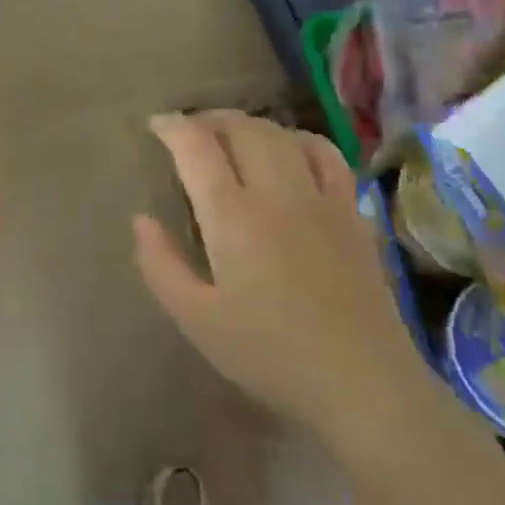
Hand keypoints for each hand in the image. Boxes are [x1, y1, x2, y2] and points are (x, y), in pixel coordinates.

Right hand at [134, 111, 441, 461]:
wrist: (363, 385)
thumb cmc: (270, 355)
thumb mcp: (197, 320)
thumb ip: (161, 265)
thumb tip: (141, 219)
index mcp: (233, 217)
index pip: (197, 148)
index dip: (173, 127)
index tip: (157, 124)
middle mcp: (277, 194)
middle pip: (242, 130)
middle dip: (210, 119)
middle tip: (190, 130)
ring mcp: (322, 200)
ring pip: (283, 136)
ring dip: (251, 124)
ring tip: (232, 135)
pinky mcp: (353, 215)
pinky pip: (328, 156)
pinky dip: (300, 140)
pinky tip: (291, 151)